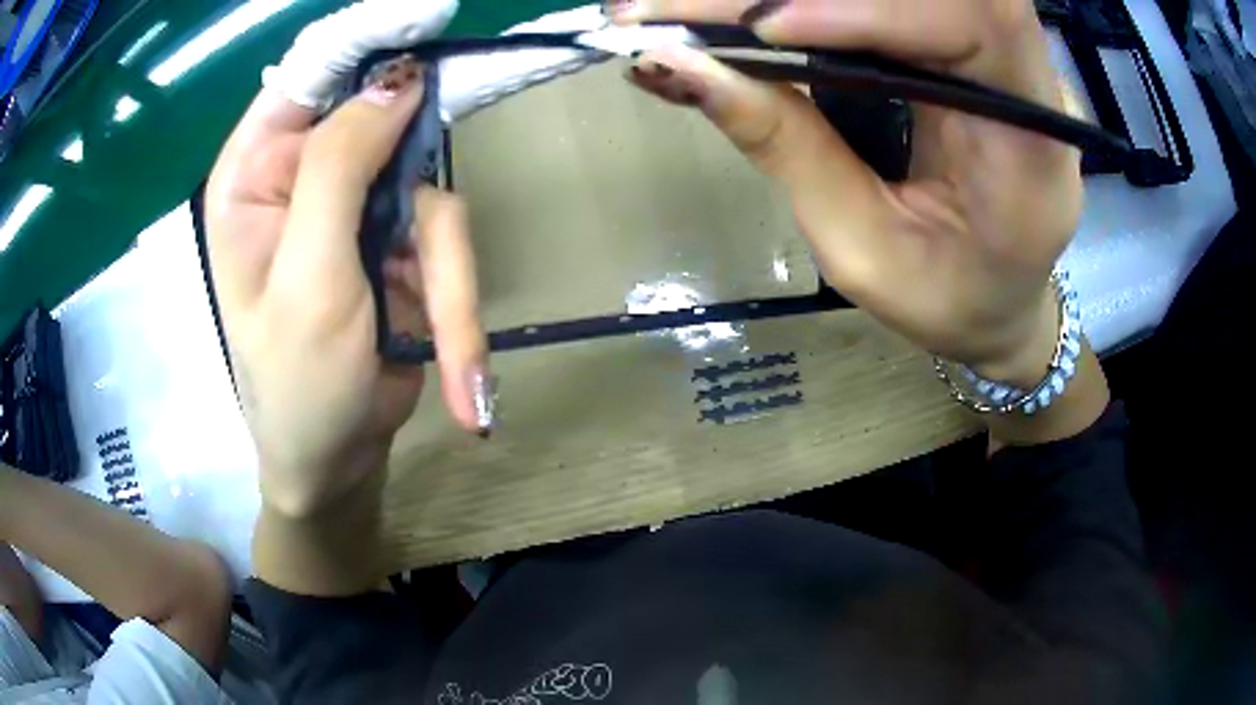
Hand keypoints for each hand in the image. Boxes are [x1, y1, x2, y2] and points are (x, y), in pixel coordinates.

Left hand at [206, 0, 484, 517]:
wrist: (336, 462)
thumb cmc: (295, 386)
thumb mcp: (307, 282)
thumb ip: (338, 170)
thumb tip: (396, 81)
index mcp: (253, 178)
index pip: (306, 76)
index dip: (362, 38)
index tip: (426, 12)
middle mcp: (302, 177)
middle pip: (383, 127)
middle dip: (416, 186)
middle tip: (430, 232)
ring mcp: (356, 209)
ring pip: (429, 195)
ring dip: (447, 282)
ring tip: (448, 356)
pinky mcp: (398, 243)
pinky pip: (447, 245)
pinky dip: (460, 310)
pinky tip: (459, 381)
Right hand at [612, 0, 1081, 385]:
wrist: (1000, 301)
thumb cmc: (947, 298)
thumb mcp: (864, 249)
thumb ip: (788, 148)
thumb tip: (680, 67)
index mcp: (1032, 146)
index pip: (973, 29)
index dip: (872, 11)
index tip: (766, 27)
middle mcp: (1026, 80)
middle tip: (678, 9)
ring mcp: (997, 54)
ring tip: (692, 12)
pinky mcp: (960, 45)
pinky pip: (892, 4)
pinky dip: (811, 4)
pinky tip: (743, 17)